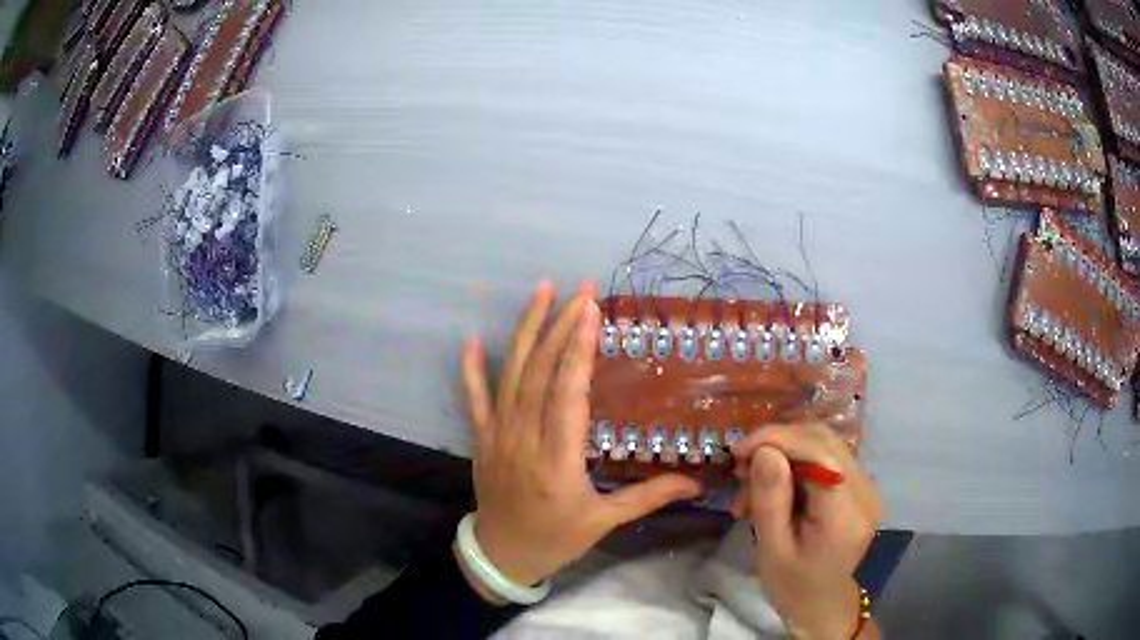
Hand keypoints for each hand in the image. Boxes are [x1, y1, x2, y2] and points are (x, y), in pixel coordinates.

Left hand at [460, 280, 701, 591]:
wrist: (501, 556)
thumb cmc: (556, 538)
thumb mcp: (605, 521)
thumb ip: (649, 496)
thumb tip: (697, 482)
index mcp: (558, 459)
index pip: (568, 394)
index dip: (579, 350)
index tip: (590, 312)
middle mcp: (525, 439)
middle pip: (540, 373)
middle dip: (560, 326)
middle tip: (581, 290)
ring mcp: (498, 435)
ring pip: (510, 375)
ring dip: (526, 332)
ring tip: (542, 293)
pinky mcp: (482, 438)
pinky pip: (474, 398)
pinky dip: (472, 369)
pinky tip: (472, 339)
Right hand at [731, 423, 879, 639]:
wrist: (821, 603)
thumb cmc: (792, 585)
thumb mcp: (772, 550)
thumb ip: (771, 500)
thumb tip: (764, 450)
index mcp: (846, 513)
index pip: (819, 453)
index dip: (778, 439)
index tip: (738, 451)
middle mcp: (865, 490)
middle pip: (823, 441)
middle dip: (778, 443)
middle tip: (741, 468)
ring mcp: (866, 485)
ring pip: (823, 443)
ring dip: (784, 452)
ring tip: (752, 483)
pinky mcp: (859, 485)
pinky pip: (826, 457)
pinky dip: (796, 462)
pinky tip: (774, 485)